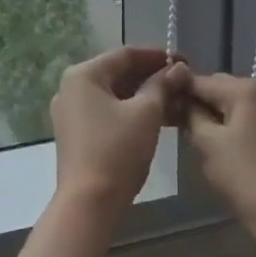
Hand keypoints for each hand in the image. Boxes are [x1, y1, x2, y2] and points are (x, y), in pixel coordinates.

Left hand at [51, 46, 190, 210]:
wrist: (89, 202)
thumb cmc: (117, 150)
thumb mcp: (146, 113)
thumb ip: (162, 85)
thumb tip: (178, 68)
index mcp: (83, 75)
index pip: (125, 54)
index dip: (157, 55)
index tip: (185, 61)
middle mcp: (71, 87)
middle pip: (117, 72)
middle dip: (151, 76)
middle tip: (182, 81)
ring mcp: (70, 111)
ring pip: (113, 93)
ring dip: (143, 94)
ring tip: (175, 100)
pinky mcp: (75, 132)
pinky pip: (106, 111)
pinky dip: (130, 110)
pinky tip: (156, 117)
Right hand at [184, 73, 255, 229]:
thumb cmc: (243, 175)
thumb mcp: (207, 142)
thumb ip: (191, 114)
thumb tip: (180, 99)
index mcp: (246, 89)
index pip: (202, 80)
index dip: (178, 91)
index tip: (160, 105)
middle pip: (221, 88)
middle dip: (198, 102)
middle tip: (176, 123)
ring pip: (236, 104)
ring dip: (215, 114)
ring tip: (196, 135)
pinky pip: (250, 118)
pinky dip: (233, 124)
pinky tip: (221, 144)